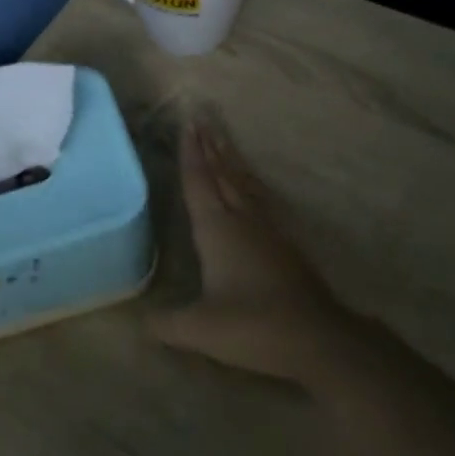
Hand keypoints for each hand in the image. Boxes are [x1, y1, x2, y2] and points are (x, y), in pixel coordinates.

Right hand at [151, 113, 345, 381]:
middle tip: (200, 117)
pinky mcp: (283, 242)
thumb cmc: (254, 326)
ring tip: (220, 137)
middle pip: (221, 173)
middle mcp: (241, 219)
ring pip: (242, 182)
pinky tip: (251, 183)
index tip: (187, 125)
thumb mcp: (200, 330)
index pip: (199, 182)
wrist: (317, 338)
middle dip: (208, 146)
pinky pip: (260, 197)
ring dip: (229, 158)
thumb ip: (165, 323)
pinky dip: (249, 181)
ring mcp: (266, 228)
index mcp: (217, 229)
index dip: (191, 155)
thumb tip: (137, 322)